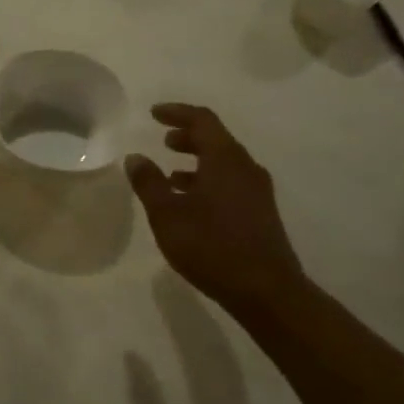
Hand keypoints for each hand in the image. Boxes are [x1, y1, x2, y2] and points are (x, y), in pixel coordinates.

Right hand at [125, 103, 308, 317]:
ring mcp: (257, 191)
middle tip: (163, 140)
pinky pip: (231, 183)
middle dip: (188, 136)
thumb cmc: (212, 246)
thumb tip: (136, 157)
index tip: (154, 113)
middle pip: (216, 139)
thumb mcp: (167, 214)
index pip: (202, 120)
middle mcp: (245, 168)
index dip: (177, 112)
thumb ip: (149, 183)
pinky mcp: (260, 213)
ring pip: (224, 163)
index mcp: (225, 160)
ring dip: (197, 161)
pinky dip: (208, 181)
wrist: (267, 291)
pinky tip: (190, 203)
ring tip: (171, 174)